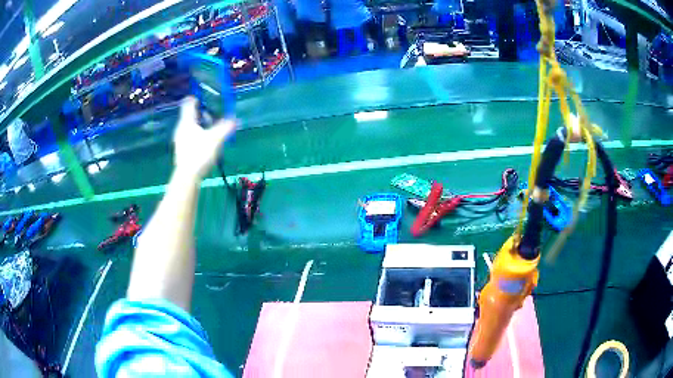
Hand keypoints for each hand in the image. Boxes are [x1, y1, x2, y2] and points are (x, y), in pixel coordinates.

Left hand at [173, 97, 235, 178]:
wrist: (187, 177)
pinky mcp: (182, 150)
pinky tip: (205, 143)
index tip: (204, 96)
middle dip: (201, 113)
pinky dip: (197, 136)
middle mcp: (181, 128)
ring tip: (211, 129)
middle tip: (212, 114)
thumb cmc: (199, 154)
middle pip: (190, 115)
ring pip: (190, 127)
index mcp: (187, 121)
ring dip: (200, 125)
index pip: (189, 103)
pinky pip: (190, 137)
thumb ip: (226, 127)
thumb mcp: (215, 139)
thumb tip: (236, 119)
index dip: (196, 97)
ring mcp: (180, 140)